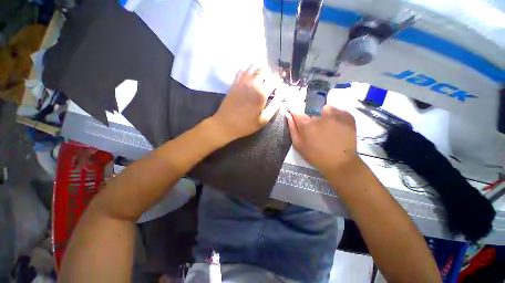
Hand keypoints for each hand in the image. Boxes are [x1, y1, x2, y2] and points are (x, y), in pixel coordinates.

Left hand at [212, 65, 283, 140]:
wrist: (225, 124)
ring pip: (254, 66)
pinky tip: (251, 76)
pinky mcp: (235, 82)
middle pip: (265, 70)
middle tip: (271, 85)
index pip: (275, 81)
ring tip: (263, 79)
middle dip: (271, 76)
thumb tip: (283, 93)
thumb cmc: (246, 124)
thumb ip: (275, 105)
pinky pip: (243, 69)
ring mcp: (242, 81)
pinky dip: (249, 70)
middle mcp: (253, 83)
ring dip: (261, 70)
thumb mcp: (264, 119)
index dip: (278, 84)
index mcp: (261, 93)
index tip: (278, 91)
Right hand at [286, 104, 359, 174]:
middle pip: (312, 110)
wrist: (340, 163)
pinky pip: (338, 111)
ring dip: (325, 115)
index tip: (299, 121)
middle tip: (316, 130)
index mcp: (307, 123)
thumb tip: (288, 114)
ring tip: (328, 127)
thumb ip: (292, 128)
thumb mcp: (298, 145)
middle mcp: (320, 115)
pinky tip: (337, 127)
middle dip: (311, 118)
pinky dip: (336, 117)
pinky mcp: (348, 116)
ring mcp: (336, 114)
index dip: (296, 116)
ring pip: (326, 108)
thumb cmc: (315, 155)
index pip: (297, 112)